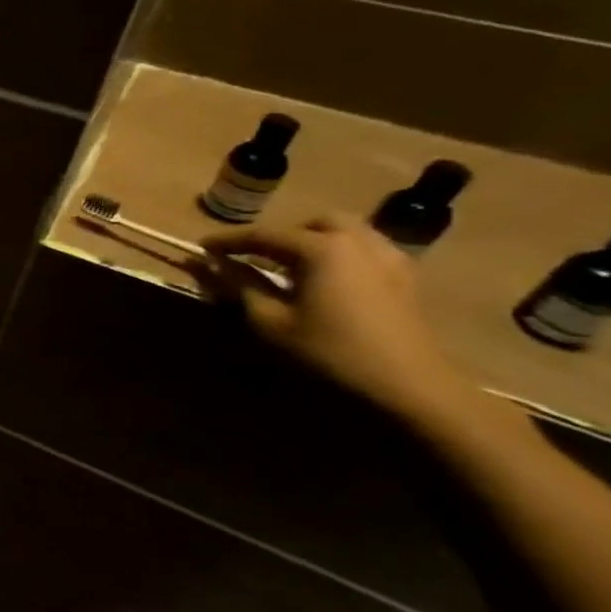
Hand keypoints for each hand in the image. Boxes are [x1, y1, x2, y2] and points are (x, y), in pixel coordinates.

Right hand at [198, 212, 472, 420]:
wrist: (408, 387)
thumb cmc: (328, 351)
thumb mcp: (270, 321)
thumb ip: (239, 286)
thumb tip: (210, 264)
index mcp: (322, 248)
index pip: (264, 234)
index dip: (228, 241)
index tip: (201, 247)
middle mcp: (358, 242)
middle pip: (314, 224)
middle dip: (281, 235)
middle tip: (255, 258)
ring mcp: (389, 259)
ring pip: (346, 234)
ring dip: (313, 243)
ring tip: (289, 269)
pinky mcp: (406, 280)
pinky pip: (366, 252)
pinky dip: (340, 257)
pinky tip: (326, 283)